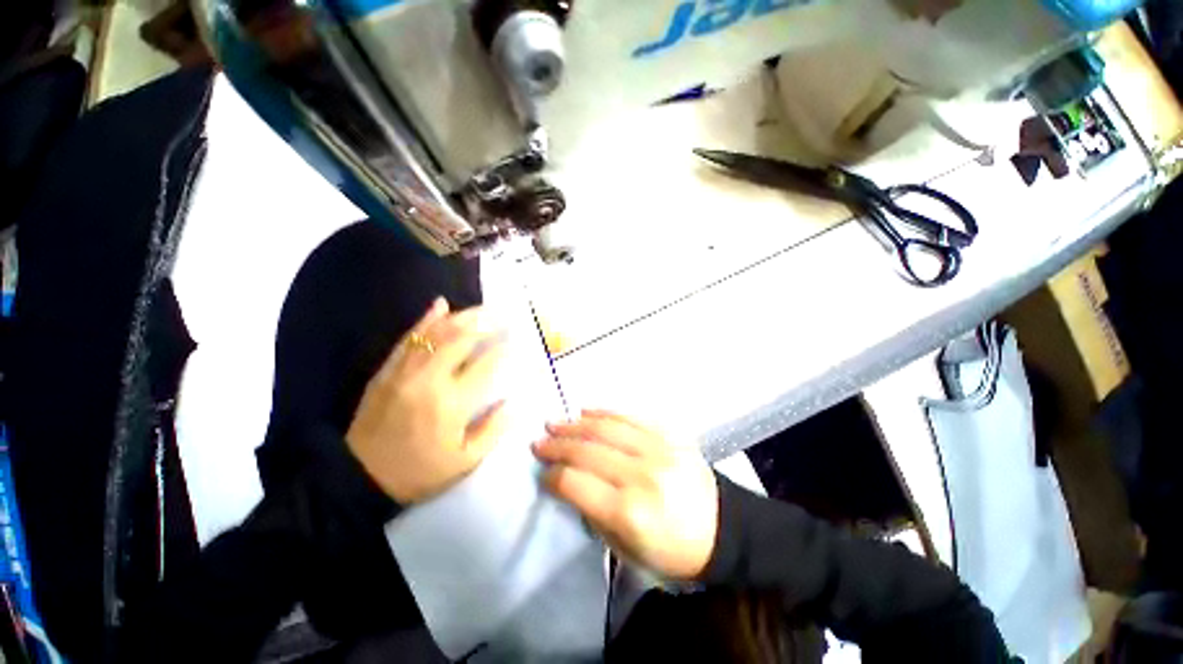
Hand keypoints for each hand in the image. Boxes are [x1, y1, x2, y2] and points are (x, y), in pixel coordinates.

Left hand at [346, 298, 509, 504]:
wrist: (358, 478)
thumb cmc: (419, 471)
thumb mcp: (464, 462)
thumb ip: (493, 430)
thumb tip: (514, 403)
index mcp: (452, 404)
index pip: (485, 365)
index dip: (503, 348)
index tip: (517, 339)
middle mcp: (430, 380)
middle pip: (461, 339)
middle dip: (485, 323)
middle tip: (503, 315)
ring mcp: (405, 372)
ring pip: (436, 334)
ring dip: (462, 317)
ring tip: (482, 308)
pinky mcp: (387, 370)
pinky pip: (409, 339)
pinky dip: (426, 320)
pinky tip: (440, 305)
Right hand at [533, 411, 718, 579]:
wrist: (722, 529)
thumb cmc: (672, 550)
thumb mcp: (626, 550)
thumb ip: (594, 513)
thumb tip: (569, 482)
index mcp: (630, 512)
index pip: (576, 483)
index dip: (553, 475)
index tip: (542, 471)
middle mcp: (642, 475)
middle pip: (588, 451)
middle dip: (558, 445)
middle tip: (539, 441)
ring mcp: (658, 450)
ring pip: (607, 428)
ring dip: (576, 424)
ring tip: (556, 422)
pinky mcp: (670, 435)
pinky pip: (631, 417)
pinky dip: (605, 413)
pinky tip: (586, 412)